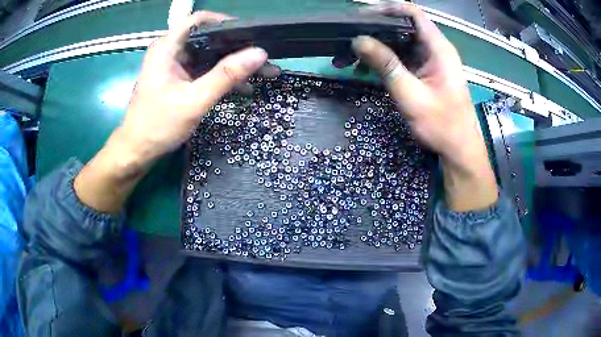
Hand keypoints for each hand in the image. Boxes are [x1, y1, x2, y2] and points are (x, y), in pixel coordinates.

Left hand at [75, 11, 270, 212]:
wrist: (137, 151)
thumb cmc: (158, 125)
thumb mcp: (194, 100)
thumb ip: (226, 75)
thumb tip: (260, 53)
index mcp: (168, 47)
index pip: (200, 20)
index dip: (226, 23)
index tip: (251, 35)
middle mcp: (171, 50)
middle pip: (208, 37)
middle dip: (237, 47)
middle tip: (262, 58)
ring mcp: (174, 64)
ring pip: (209, 54)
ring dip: (233, 64)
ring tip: (262, 73)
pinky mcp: (178, 78)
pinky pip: (204, 69)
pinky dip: (222, 76)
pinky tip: (243, 87)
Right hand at [352, 3, 497, 210]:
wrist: (458, 150)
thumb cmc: (442, 125)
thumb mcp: (411, 95)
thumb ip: (386, 65)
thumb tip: (358, 40)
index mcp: (438, 48)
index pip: (413, 14)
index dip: (388, 9)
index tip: (362, 16)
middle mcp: (434, 49)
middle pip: (402, 27)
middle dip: (374, 31)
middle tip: (347, 39)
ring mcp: (429, 61)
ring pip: (399, 43)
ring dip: (375, 48)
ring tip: (348, 59)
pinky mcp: (424, 72)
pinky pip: (401, 58)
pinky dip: (383, 62)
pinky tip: (364, 70)